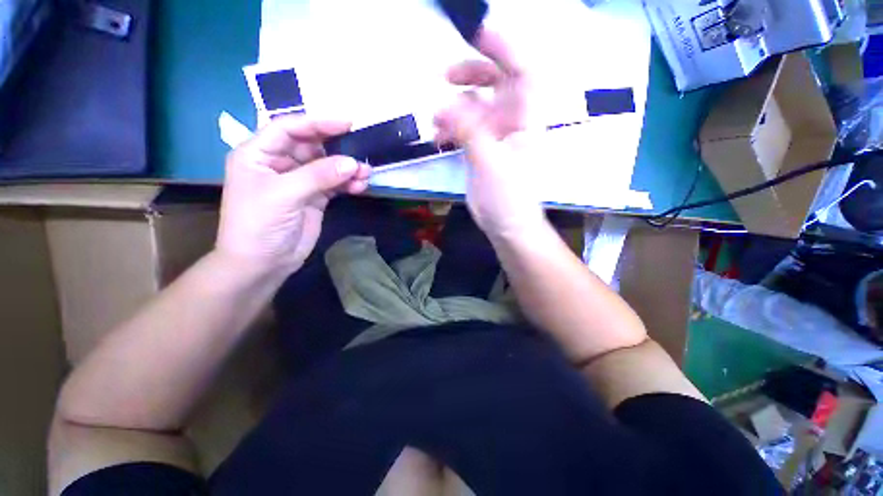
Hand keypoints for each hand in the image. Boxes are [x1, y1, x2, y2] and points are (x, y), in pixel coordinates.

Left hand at [216, 116, 371, 274]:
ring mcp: (299, 182)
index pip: (288, 128)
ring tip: (365, 174)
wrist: (262, 264)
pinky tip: (360, 186)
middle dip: (337, 148)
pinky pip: (334, 184)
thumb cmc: (258, 225)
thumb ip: (318, 176)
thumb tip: (353, 163)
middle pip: (312, 146)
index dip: (316, 122)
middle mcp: (279, 164)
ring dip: (347, 168)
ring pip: (327, 166)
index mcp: (258, 154)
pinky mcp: (315, 198)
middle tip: (362, 150)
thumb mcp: (284, 195)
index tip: (346, 122)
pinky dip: (348, 184)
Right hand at [434, 29, 545, 239]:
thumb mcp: (491, 163)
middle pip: (496, 82)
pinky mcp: (481, 149)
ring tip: (436, 118)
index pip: (522, 72)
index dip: (504, 49)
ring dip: (455, 106)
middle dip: (472, 74)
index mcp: (525, 119)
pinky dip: (450, 127)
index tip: (478, 35)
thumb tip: (445, 105)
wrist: (506, 225)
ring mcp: (495, 135)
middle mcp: (512, 121)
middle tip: (445, 75)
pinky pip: (464, 127)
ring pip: (475, 105)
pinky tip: (438, 137)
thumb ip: (471, 131)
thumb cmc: (508, 198)